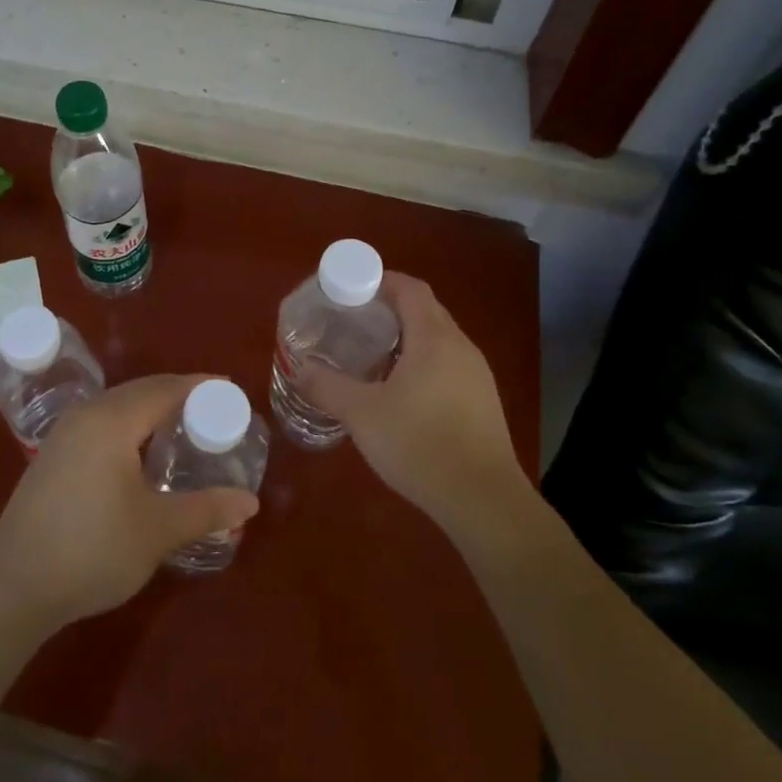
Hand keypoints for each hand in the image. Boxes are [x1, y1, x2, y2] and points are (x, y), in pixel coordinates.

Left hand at [0, 375, 259, 630]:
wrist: (12, 587)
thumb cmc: (91, 550)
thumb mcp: (157, 531)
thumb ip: (206, 510)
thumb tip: (251, 502)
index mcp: (112, 420)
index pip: (165, 388)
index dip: (199, 386)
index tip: (230, 389)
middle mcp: (86, 415)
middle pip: (140, 391)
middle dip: (177, 396)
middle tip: (212, 412)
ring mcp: (64, 434)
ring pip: (117, 406)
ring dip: (151, 410)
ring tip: (181, 430)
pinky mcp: (52, 455)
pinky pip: (101, 422)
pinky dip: (129, 425)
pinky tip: (139, 454)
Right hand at [298, 273, 534, 545]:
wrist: (483, 500)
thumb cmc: (420, 445)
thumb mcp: (362, 414)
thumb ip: (327, 387)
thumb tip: (298, 368)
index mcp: (433, 338)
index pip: (410, 289)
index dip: (382, 281)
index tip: (352, 289)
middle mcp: (461, 347)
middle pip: (425, 310)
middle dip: (391, 308)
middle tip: (355, 321)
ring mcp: (477, 375)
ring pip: (439, 339)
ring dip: (408, 337)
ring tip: (373, 354)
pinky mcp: (483, 401)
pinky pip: (449, 364)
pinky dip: (423, 362)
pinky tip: (402, 391)